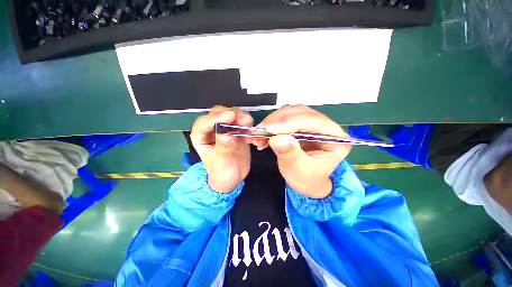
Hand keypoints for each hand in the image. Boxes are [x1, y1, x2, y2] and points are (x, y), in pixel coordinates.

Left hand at [190, 106, 253, 192]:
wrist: (233, 176)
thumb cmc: (221, 171)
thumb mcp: (221, 162)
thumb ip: (224, 148)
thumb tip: (228, 134)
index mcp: (201, 136)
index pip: (204, 122)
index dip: (216, 117)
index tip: (230, 117)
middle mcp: (212, 129)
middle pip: (219, 113)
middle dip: (231, 114)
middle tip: (244, 120)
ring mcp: (225, 128)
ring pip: (232, 114)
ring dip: (242, 116)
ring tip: (250, 124)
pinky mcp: (237, 130)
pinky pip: (242, 121)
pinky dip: (248, 123)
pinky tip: (252, 131)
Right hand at [253, 105, 351, 197]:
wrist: (306, 181)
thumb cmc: (307, 179)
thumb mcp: (299, 171)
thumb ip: (290, 154)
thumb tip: (277, 138)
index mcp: (336, 138)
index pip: (314, 121)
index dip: (291, 122)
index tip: (269, 128)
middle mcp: (326, 126)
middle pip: (301, 112)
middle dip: (278, 120)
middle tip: (260, 130)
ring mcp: (312, 124)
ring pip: (291, 112)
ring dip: (272, 121)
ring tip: (259, 133)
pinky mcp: (300, 125)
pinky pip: (284, 118)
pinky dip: (272, 124)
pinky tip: (263, 134)